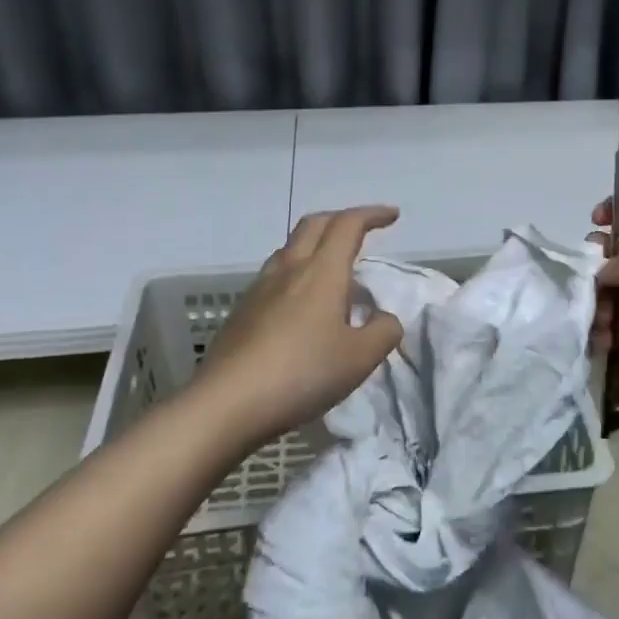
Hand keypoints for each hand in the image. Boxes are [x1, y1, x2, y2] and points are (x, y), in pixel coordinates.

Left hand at [196, 206, 404, 450]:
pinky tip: (302, 304)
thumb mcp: (359, 358)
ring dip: (315, 245)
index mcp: (322, 271)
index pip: (348, 225)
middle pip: (314, 225)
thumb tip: (384, 318)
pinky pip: (275, 277)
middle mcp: (289, 269)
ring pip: (290, 249)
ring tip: (332, 268)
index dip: (372, 214)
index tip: (392, 216)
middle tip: (362, 230)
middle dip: (341, 219)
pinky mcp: (242, 312)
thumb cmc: (302, 373)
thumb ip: (383, 332)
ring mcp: (260, 289)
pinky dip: (296, 274)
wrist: (226, 403)